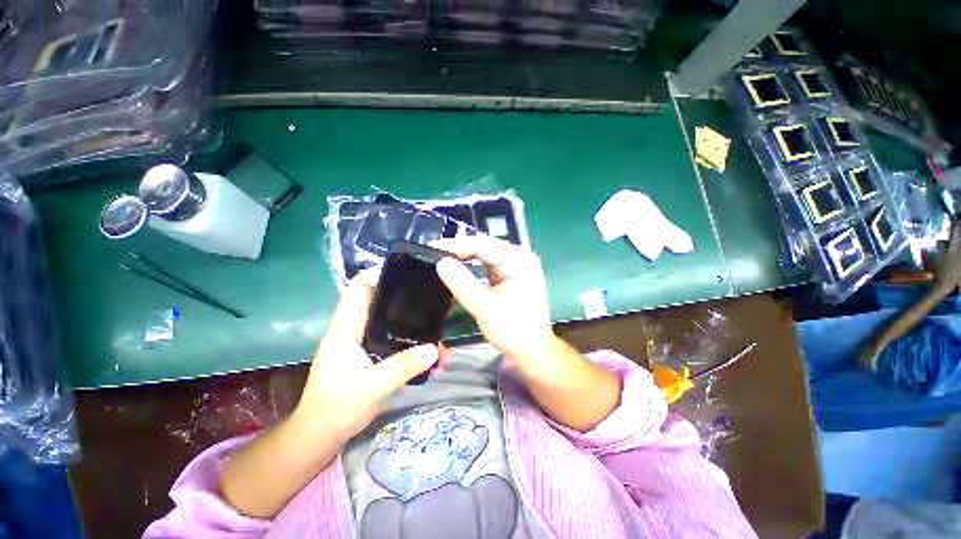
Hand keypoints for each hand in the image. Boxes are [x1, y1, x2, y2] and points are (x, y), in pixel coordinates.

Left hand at [294, 268, 439, 443]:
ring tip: (439, 333)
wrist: (320, 438)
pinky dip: (414, 345)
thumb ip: (403, 366)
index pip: (358, 288)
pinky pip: (397, 342)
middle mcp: (356, 330)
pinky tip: (434, 357)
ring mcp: (365, 343)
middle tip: (432, 296)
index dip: (378, 273)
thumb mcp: (371, 388)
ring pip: (393, 323)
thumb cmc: (335, 409)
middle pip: (380, 301)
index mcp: (346, 329)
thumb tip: (435, 349)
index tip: (407, 270)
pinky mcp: (374, 356)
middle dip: (406, 297)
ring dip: (415, 326)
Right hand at [432, 236, 556, 374]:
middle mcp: (520, 257)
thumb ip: (462, 284)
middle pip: (485, 245)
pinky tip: (461, 266)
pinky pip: (489, 263)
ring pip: (486, 253)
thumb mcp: (485, 308)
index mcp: (518, 260)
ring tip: (443, 258)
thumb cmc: (513, 331)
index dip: (455, 245)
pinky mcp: (513, 274)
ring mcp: (518, 265)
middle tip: (434, 253)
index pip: (482, 244)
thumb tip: (441, 262)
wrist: (533, 351)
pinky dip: (474, 264)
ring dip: (465, 255)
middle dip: (459, 249)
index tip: (431, 248)